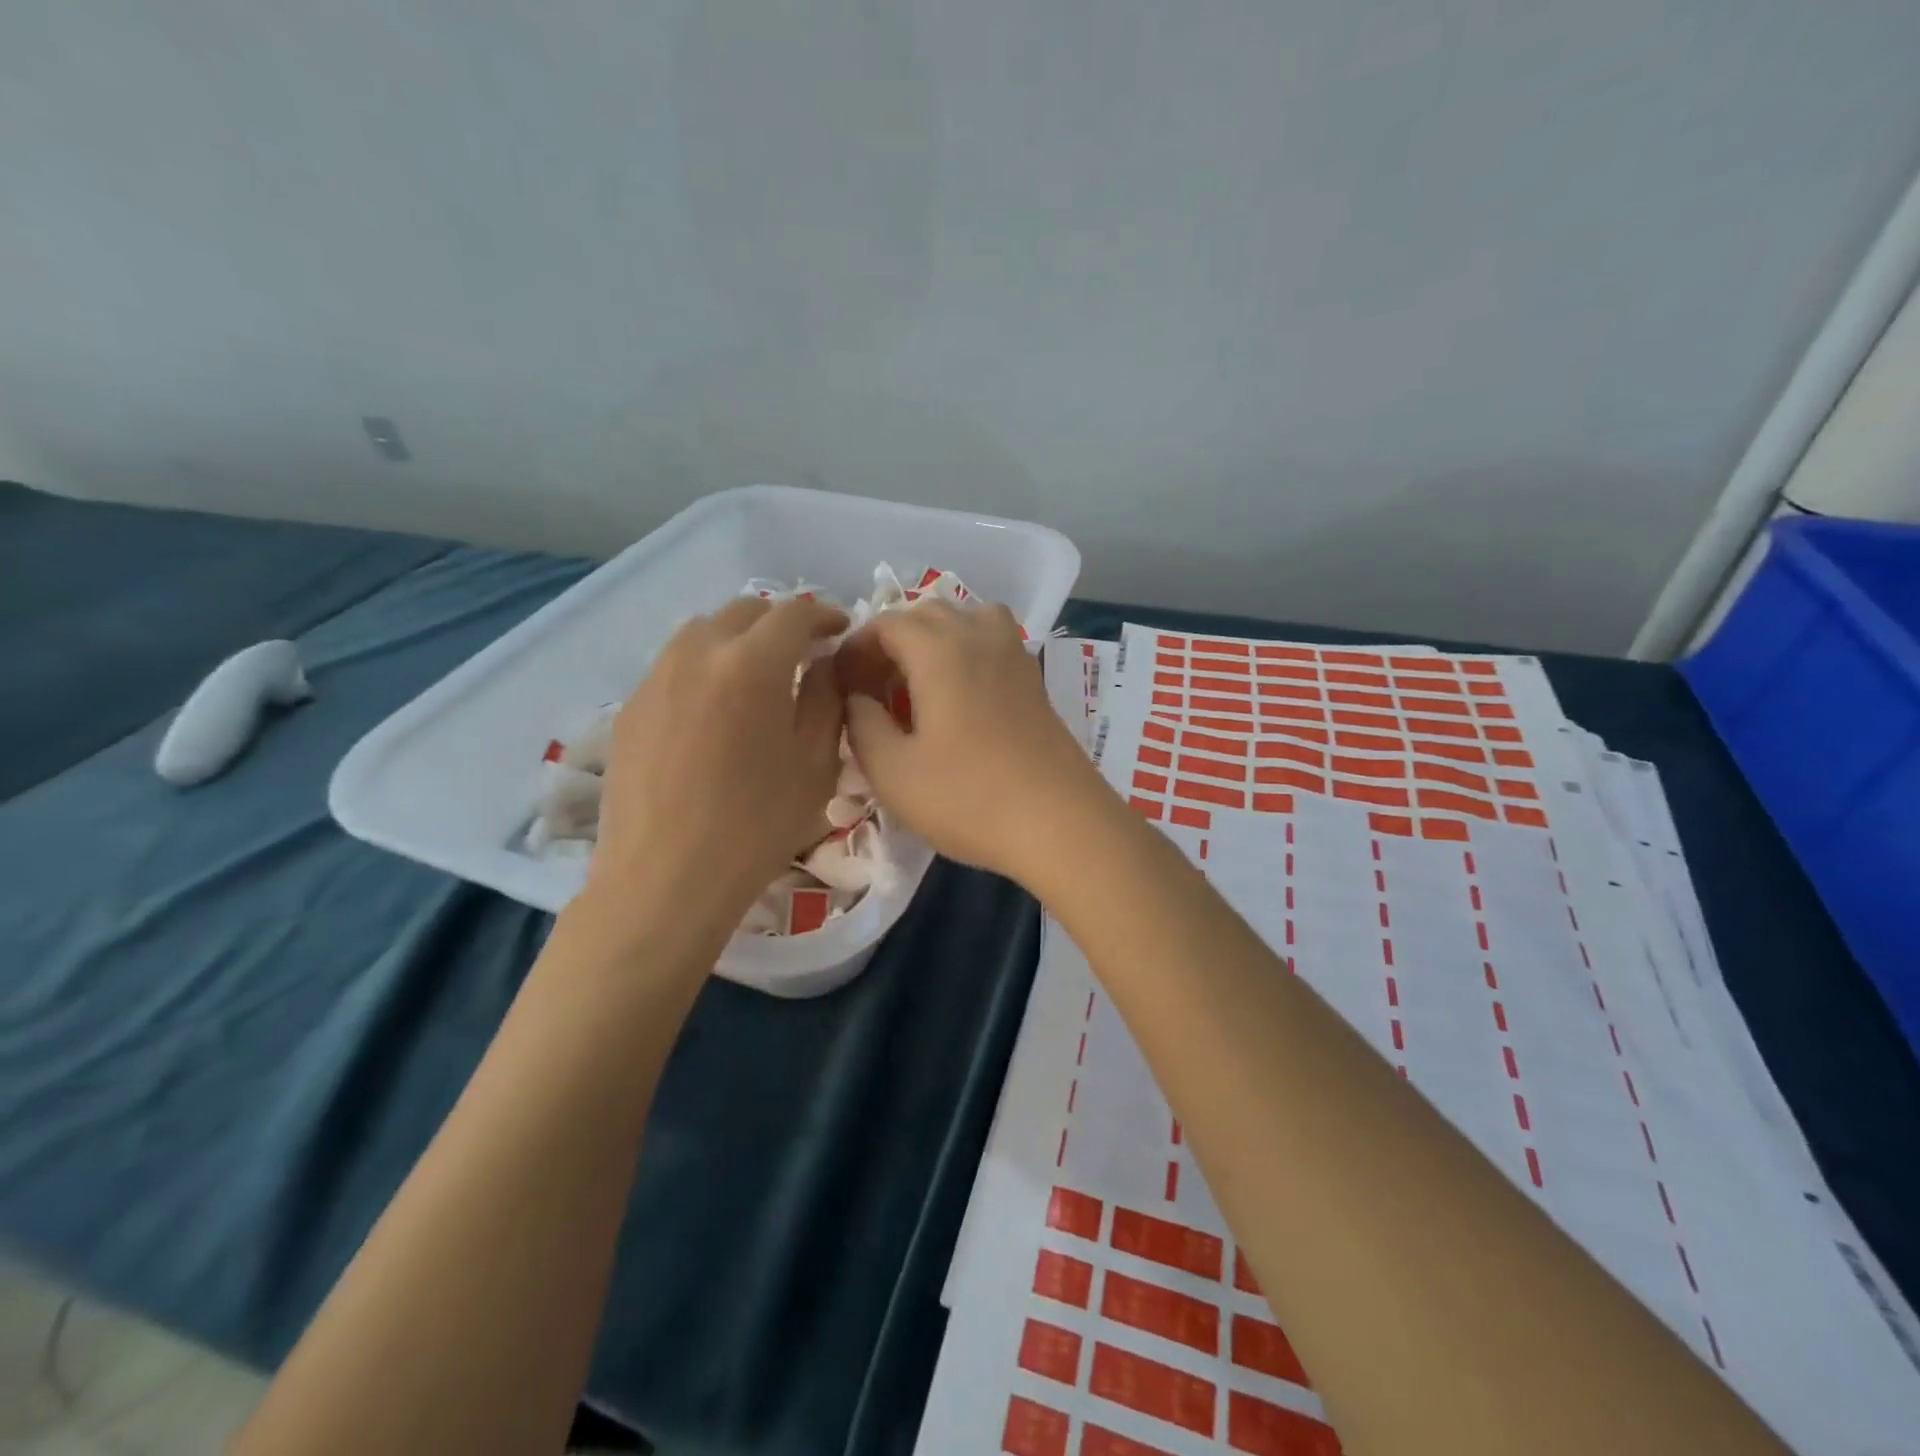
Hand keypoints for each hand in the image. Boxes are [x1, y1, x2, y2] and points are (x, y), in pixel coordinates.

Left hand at [578, 596, 847, 956]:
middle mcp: (698, 653)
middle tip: (804, 652)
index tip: (840, 631)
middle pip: (744, 610)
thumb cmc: (756, 826)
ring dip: (739, 638)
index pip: (795, 613)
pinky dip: (705, 666)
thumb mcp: (815, 764)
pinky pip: (674, 665)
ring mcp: (656, 677)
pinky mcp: (630, 707)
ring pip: (703, 631)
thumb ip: (827, 699)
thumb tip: (824, 663)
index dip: (825, 615)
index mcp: (752, 664)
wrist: (664, 880)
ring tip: (757, 673)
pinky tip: (714, 708)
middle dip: (781, 621)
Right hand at [836, 601, 1107, 884]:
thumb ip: (861, 724)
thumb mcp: (893, 772)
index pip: (886, 623)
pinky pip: (993, 643)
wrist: (1060, 824)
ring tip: (919, 684)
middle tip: (874, 689)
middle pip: (926, 614)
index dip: (856, 649)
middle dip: (892, 642)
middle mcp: (979, 637)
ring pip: (966, 620)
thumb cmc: (968, 799)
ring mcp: (1015, 656)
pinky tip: (959, 700)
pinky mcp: (1035, 681)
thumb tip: (856, 697)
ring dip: (934, 640)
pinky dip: (967, 653)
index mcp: (940, 649)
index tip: (841, 686)